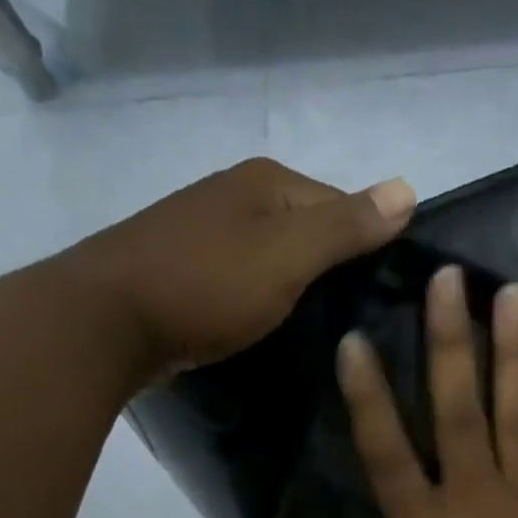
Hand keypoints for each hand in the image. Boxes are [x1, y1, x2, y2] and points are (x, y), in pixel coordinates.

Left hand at [55, 157, 417, 380]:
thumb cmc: (206, 285)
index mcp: (267, 182)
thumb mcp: (287, 255)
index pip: (344, 207)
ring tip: (326, 336)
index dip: (370, 250)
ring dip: (302, 292)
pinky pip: (248, 282)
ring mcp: (209, 233)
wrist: (109, 322)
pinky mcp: (190, 272)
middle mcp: (238, 196)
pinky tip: (275, 331)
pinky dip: (267, 303)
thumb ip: (345, 226)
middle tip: (361, 327)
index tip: (387, 302)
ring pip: (278, 260)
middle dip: (336, 273)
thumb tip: (409, 189)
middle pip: (310, 232)